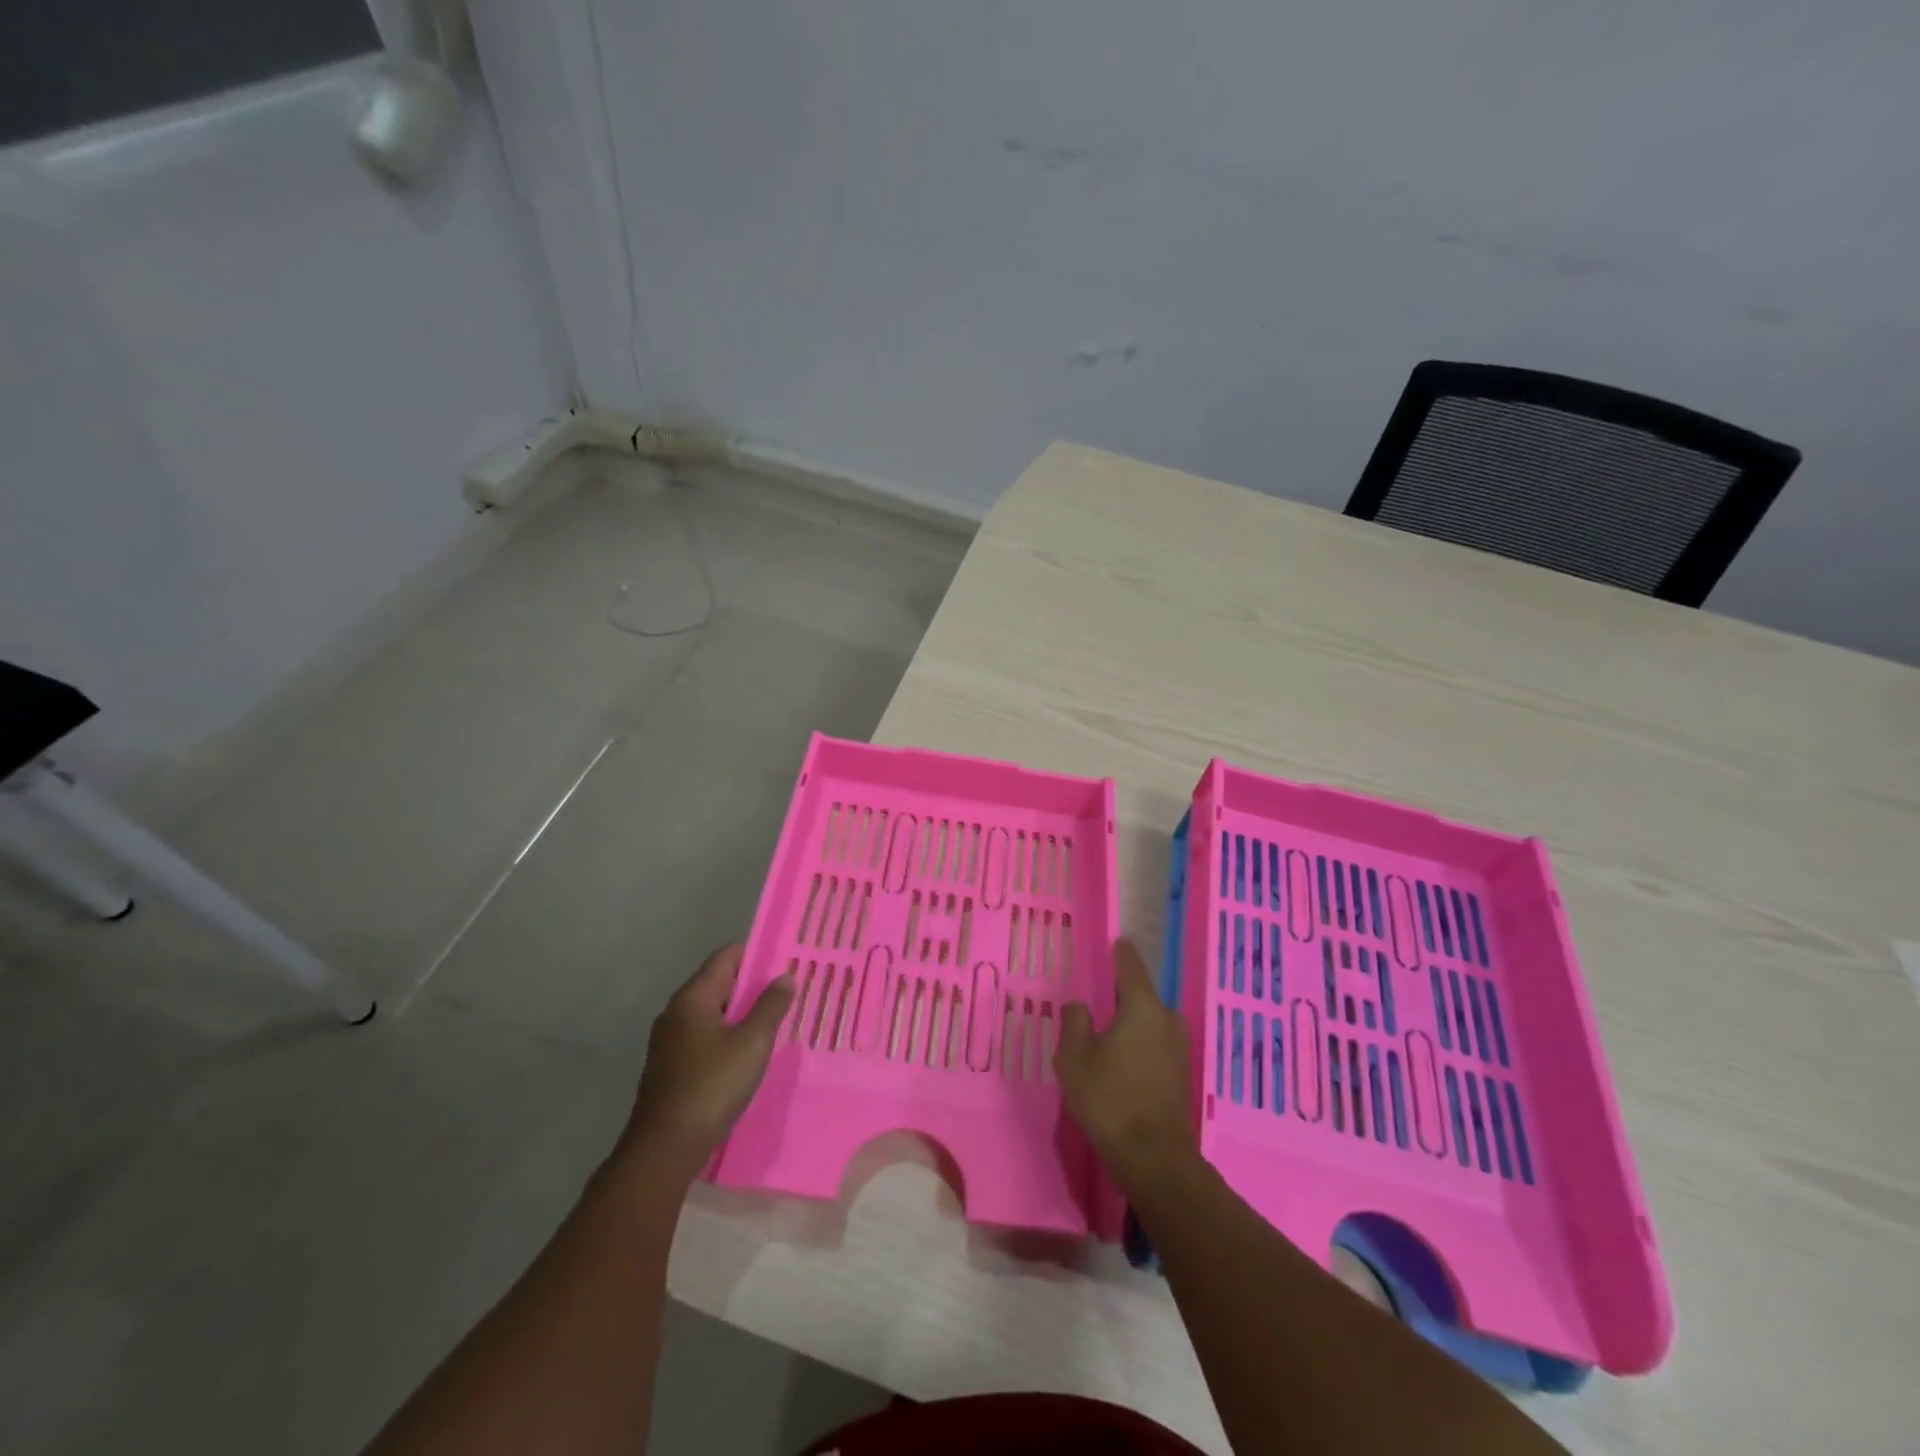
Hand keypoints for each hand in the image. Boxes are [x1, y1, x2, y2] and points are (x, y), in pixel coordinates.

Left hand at [618, 944, 793, 1178]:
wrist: (665, 1148)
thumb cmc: (712, 1085)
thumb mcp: (752, 1042)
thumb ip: (771, 1005)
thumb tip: (784, 976)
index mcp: (692, 997)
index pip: (726, 956)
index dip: (757, 953)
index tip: (787, 959)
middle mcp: (677, 1012)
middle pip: (720, 983)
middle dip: (754, 985)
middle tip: (789, 990)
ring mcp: (670, 1041)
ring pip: (713, 1013)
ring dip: (743, 1013)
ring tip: (776, 1020)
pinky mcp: (671, 1067)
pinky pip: (706, 1038)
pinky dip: (729, 1036)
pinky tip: (750, 1053)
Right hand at [1055, 937, 1200, 1193]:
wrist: (1154, 1159)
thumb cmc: (1109, 1100)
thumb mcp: (1074, 1059)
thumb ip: (1074, 1023)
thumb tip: (1080, 1005)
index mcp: (1141, 1006)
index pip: (1130, 964)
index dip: (1119, 952)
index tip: (1112, 942)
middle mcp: (1166, 1018)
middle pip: (1140, 995)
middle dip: (1120, 996)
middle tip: (1096, 1002)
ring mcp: (1179, 1047)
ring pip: (1149, 1022)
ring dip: (1130, 1025)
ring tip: (1105, 1036)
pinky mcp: (1182, 1073)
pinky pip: (1156, 1045)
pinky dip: (1140, 1046)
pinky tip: (1121, 1063)